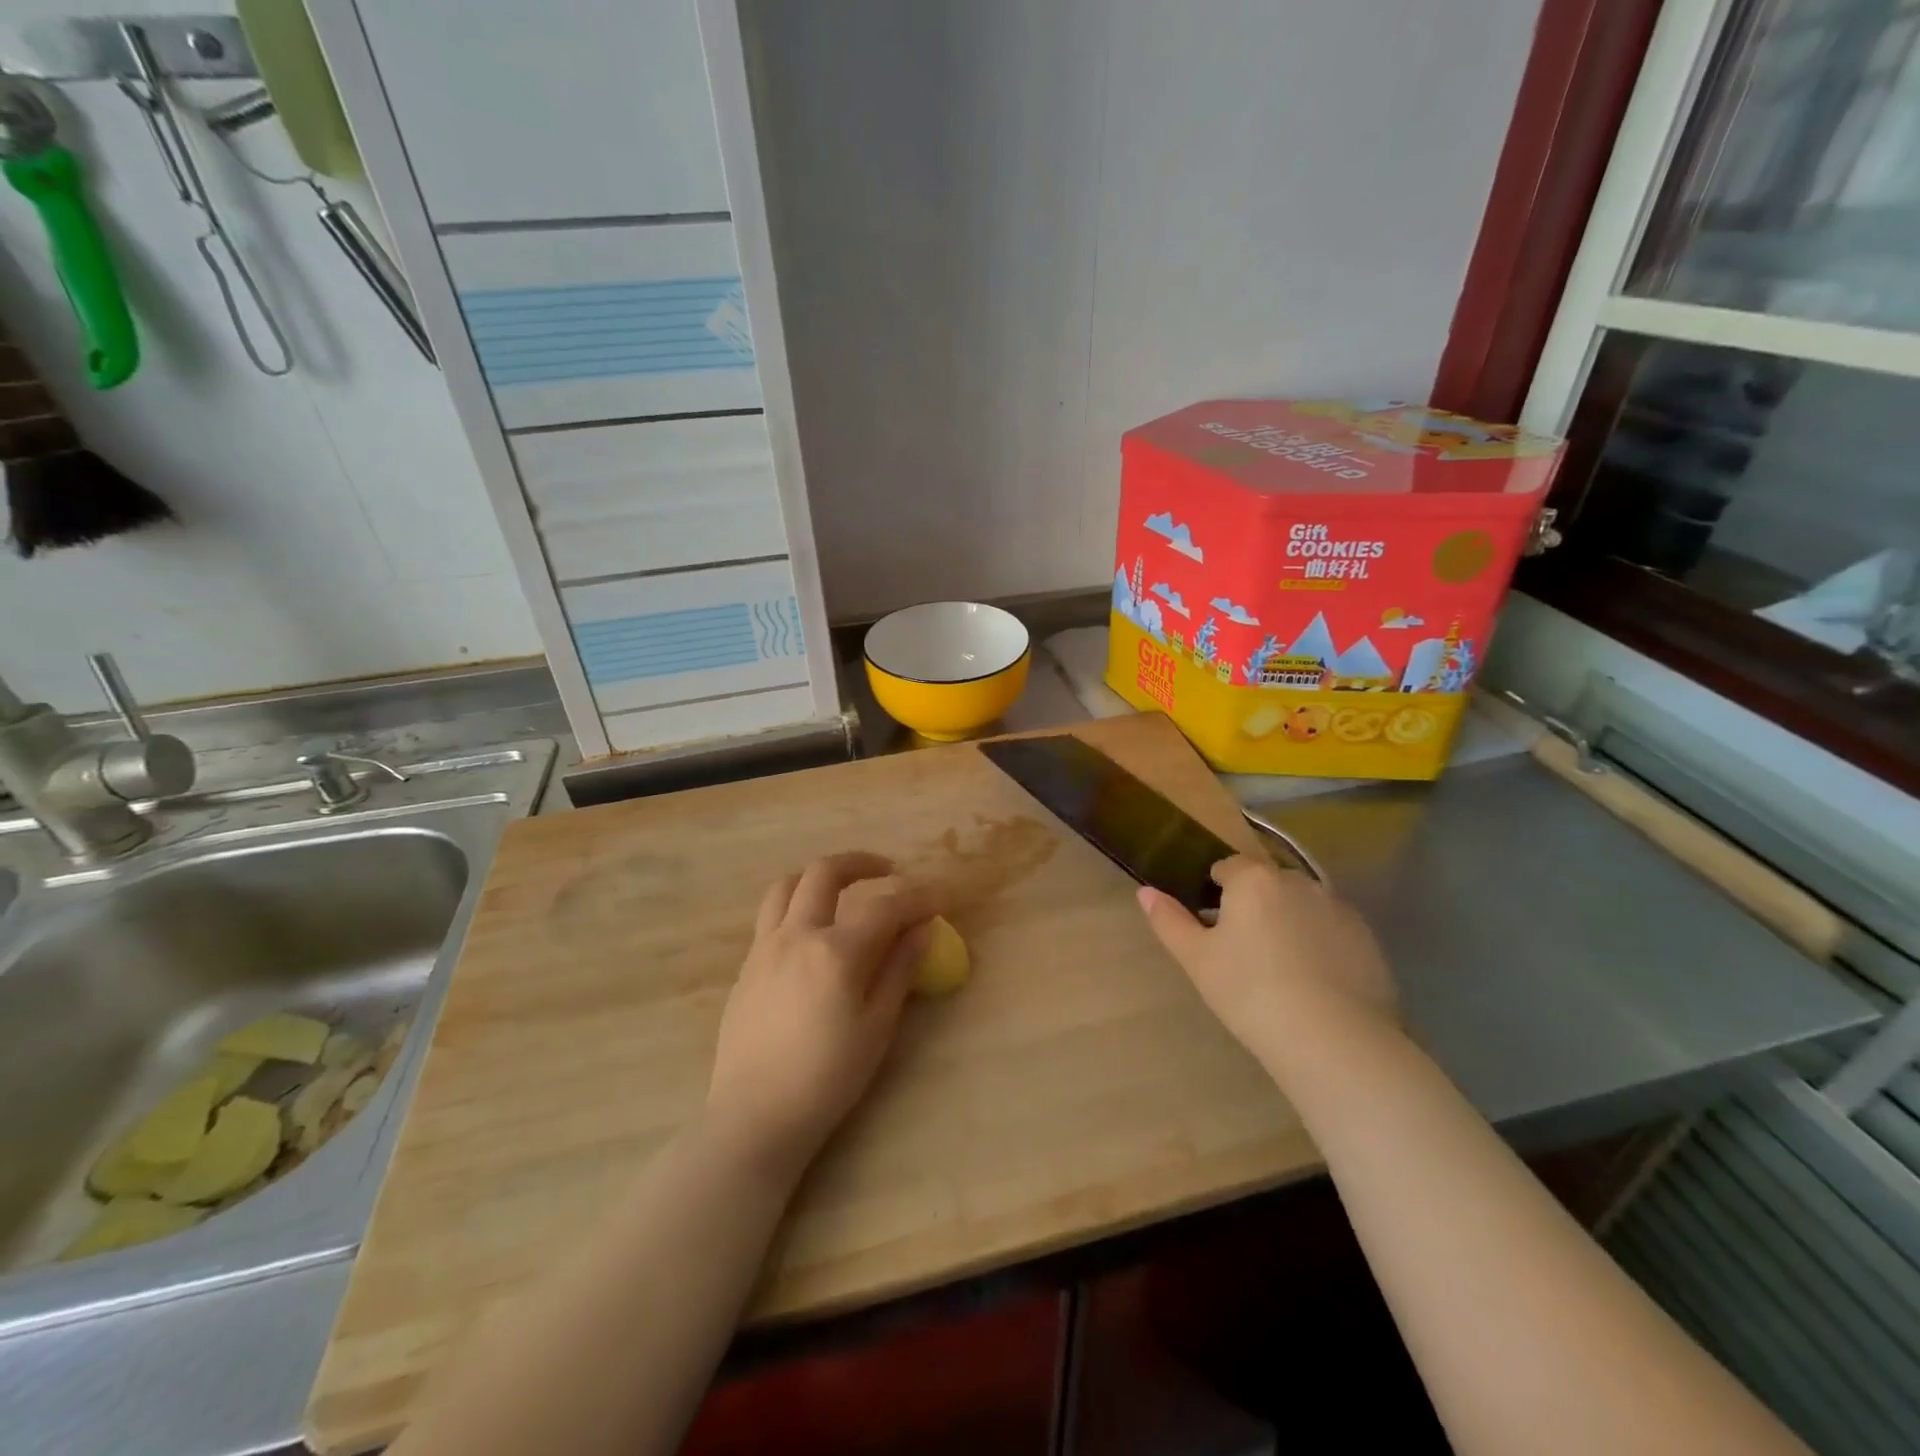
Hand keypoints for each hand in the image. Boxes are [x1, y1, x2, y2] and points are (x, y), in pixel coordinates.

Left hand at [706, 852, 937, 1178]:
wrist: (755, 1116)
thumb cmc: (827, 1078)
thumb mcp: (877, 1027)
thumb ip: (899, 969)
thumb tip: (922, 929)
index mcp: (835, 952)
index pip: (885, 907)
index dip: (918, 898)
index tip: (940, 899)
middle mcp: (796, 935)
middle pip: (826, 873)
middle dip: (862, 862)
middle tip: (889, 872)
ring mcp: (765, 947)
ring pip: (788, 885)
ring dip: (820, 876)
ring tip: (844, 888)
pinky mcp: (747, 965)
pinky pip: (771, 915)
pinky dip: (798, 904)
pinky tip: (814, 931)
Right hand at [1137, 855, 1398, 1072]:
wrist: (1333, 1039)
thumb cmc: (1250, 992)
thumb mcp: (1196, 959)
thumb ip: (1169, 920)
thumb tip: (1145, 891)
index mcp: (1253, 880)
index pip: (1227, 868)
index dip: (1215, 891)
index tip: (1212, 926)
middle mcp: (1298, 881)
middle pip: (1267, 883)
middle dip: (1254, 905)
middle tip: (1243, 950)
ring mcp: (1338, 908)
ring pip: (1302, 906)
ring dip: (1289, 922)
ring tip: (1282, 970)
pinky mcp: (1368, 939)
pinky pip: (1332, 930)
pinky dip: (1320, 944)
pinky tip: (1315, 983)